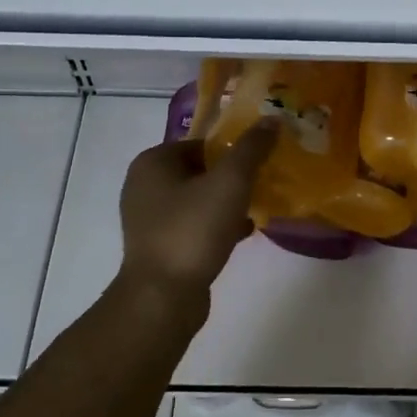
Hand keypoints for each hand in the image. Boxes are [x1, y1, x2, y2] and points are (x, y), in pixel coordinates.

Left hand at [118, 123, 276, 309]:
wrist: (163, 297)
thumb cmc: (192, 230)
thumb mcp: (229, 183)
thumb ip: (251, 149)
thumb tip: (271, 120)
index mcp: (153, 162)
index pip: (201, 143)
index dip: (233, 149)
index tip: (262, 160)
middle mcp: (144, 185)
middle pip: (200, 170)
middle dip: (233, 177)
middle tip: (264, 182)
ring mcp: (149, 219)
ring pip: (199, 199)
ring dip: (227, 202)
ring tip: (259, 207)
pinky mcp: (159, 246)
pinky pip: (194, 225)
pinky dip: (218, 225)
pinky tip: (244, 232)